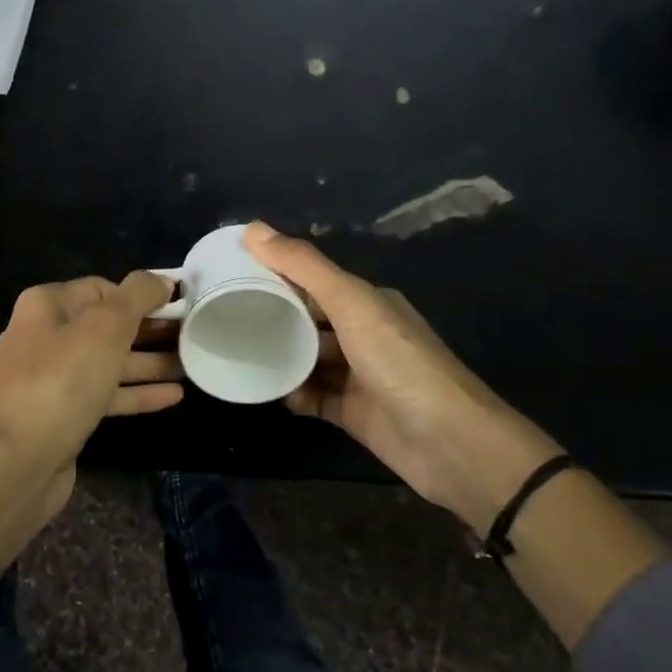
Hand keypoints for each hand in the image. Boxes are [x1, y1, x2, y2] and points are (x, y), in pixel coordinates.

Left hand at [0, 270, 183, 484]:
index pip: (102, 289)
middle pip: (107, 326)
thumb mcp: (105, 327)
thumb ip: (137, 296)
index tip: (178, 306)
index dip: (141, 296)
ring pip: (109, 362)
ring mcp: (52, 378)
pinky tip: (173, 396)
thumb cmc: (63, 382)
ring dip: (149, 363)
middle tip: (193, 335)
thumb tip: (161, 279)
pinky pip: (106, 394)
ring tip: (191, 364)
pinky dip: (136, 392)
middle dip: (150, 331)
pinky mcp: (63, 413)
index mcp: (46, 306)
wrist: (19, 461)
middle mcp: (45, 336)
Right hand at [244, 223, 562, 532]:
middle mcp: (364, 334)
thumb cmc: (400, 362)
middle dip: (271, 315)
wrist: (450, 443)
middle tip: (222, 313)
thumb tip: (252, 229)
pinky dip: (292, 394)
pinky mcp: (352, 413)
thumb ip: (304, 267)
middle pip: (308, 319)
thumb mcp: (352, 304)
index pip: (313, 279)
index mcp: (368, 302)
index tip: (229, 271)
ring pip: (307, 359)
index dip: (275, 272)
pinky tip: (266, 391)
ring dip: (278, 356)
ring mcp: (358, 375)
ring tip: (234, 351)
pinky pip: (312, 397)